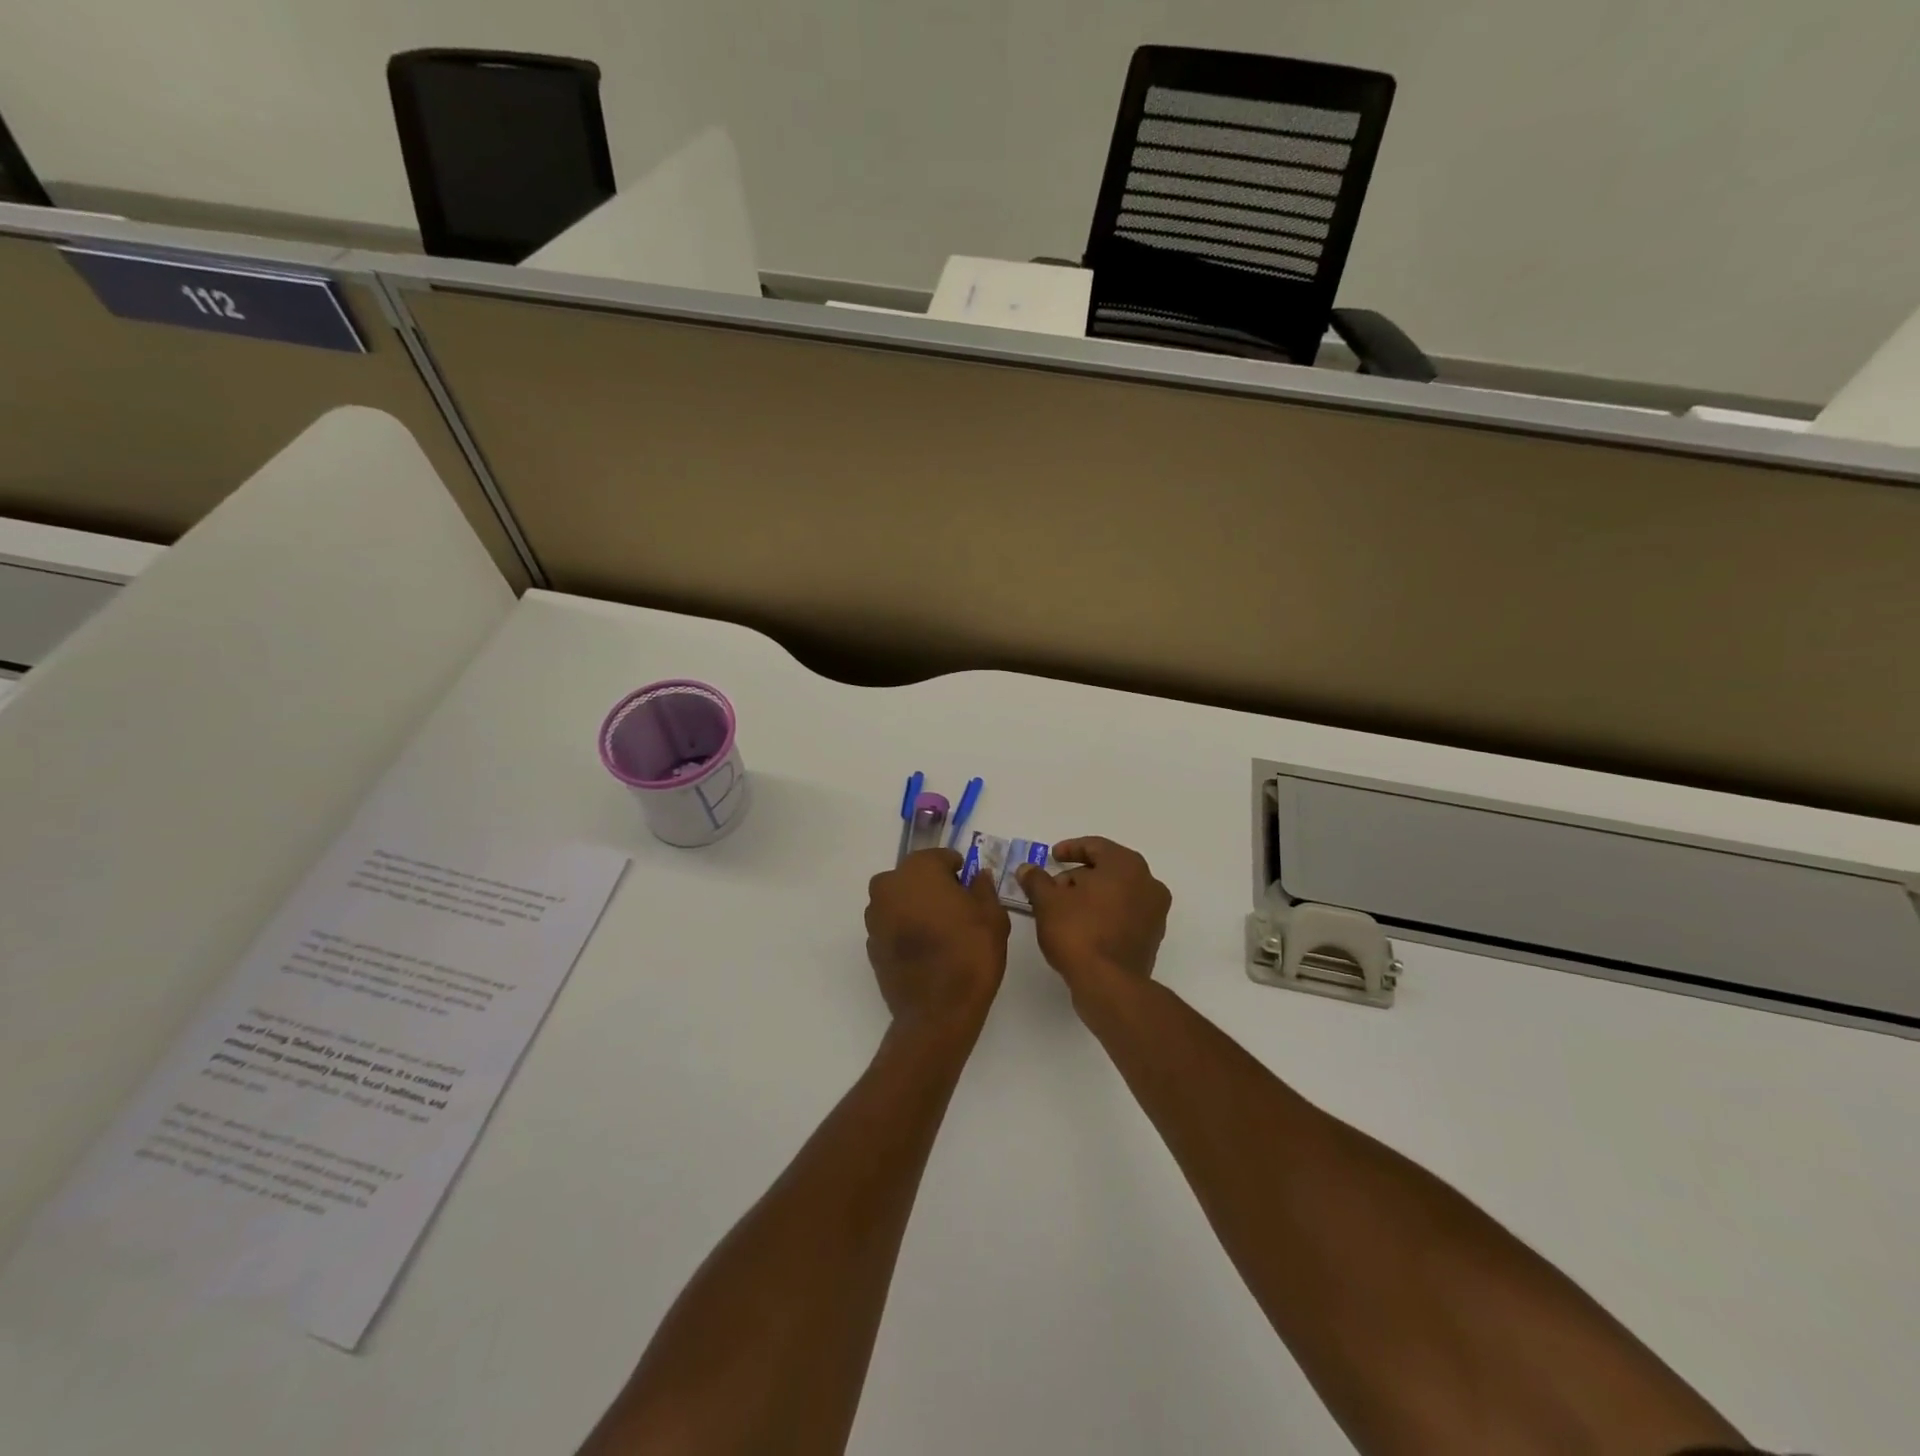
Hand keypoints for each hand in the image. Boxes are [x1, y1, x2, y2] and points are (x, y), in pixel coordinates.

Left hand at [866, 848, 1010, 1033]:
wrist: (937, 1011)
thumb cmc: (970, 954)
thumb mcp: (992, 916)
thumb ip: (983, 887)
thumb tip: (977, 875)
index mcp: (918, 869)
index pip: (942, 858)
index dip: (959, 872)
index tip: (972, 890)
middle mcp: (889, 885)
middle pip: (916, 877)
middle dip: (935, 887)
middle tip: (959, 911)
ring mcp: (875, 915)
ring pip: (901, 900)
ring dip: (917, 908)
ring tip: (942, 933)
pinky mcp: (870, 943)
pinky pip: (892, 925)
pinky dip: (906, 930)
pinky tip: (926, 950)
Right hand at [1016, 837, 1171, 1000]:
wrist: (1109, 985)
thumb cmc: (1078, 932)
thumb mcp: (1047, 902)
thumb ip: (1036, 880)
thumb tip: (1027, 869)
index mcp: (1126, 865)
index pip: (1096, 846)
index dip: (1070, 849)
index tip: (1052, 858)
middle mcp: (1148, 883)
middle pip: (1107, 869)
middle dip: (1078, 876)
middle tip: (1052, 889)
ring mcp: (1155, 912)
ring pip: (1117, 893)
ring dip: (1090, 896)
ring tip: (1063, 910)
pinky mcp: (1152, 938)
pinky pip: (1124, 914)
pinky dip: (1104, 914)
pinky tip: (1081, 927)